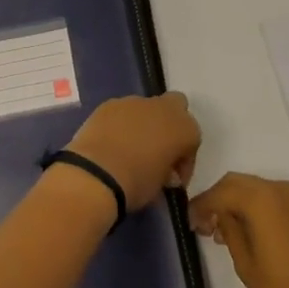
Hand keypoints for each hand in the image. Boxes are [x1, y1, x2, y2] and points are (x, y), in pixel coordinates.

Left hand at [63, 92, 200, 212]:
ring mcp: (134, 102)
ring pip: (147, 108)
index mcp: (183, 128)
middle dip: (171, 125)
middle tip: (159, 151)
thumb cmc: (136, 183)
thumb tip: (164, 171)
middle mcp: (162, 108)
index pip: (193, 138)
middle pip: (176, 106)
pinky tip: (112, 144)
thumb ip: (168, 171)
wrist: (96, 173)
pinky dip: (122, 124)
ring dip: (144, 124)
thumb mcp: (162, 186)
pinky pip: (123, 111)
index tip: (173, 179)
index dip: (185, 160)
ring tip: (131, 150)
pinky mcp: (109, 103)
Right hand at [189, 173, 288, 287]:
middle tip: (203, 224)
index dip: (202, 204)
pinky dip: (255, 207)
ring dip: (236, 203)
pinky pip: (272, 198)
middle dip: (218, 199)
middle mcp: (280, 188)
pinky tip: (246, 230)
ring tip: (222, 231)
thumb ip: (229, 230)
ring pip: (255, 189)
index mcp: (262, 198)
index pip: (222, 191)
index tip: (188, 220)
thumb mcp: (245, 263)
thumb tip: (218, 215)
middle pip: (238, 184)